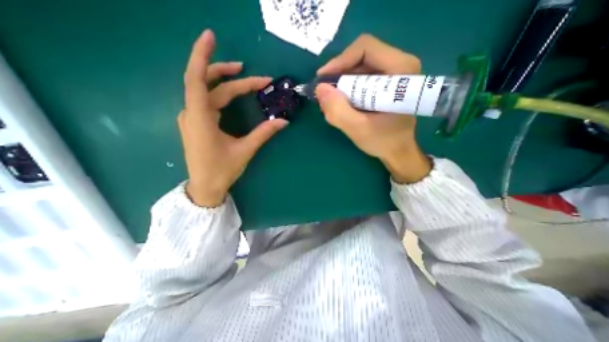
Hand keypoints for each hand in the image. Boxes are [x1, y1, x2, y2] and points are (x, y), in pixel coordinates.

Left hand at [179, 29, 287, 205]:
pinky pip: (207, 102)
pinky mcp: (197, 124)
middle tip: (256, 77)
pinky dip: (221, 95)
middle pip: (209, 85)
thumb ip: (263, 133)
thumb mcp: (245, 150)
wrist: (205, 187)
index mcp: (201, 118)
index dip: (202, 55)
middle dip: (232, 76)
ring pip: (208, 93)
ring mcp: (193, 118)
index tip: (211, 36)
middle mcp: (192, 113)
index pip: (197, 79)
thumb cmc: (222, 170)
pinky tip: (232, 96)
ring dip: (226, 84)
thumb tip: (284, 122)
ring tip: (246, 79)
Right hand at [317, 33, 429, 183]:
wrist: (398, 151)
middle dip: (339, 75)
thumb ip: (338, 111)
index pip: (365, 48)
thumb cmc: (384, 141)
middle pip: (360, 57)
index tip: (323, 80)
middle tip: (326, 95)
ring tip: (332, 102)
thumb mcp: (358, 129)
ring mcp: (392, 74)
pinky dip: (348, 89)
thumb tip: (319, 88)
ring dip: (342, 83)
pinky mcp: (385, 83)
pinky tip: (342, 103)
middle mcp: (399, 65)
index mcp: (401, 70)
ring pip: (358, 67)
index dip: (340, 61)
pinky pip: (361, 78)